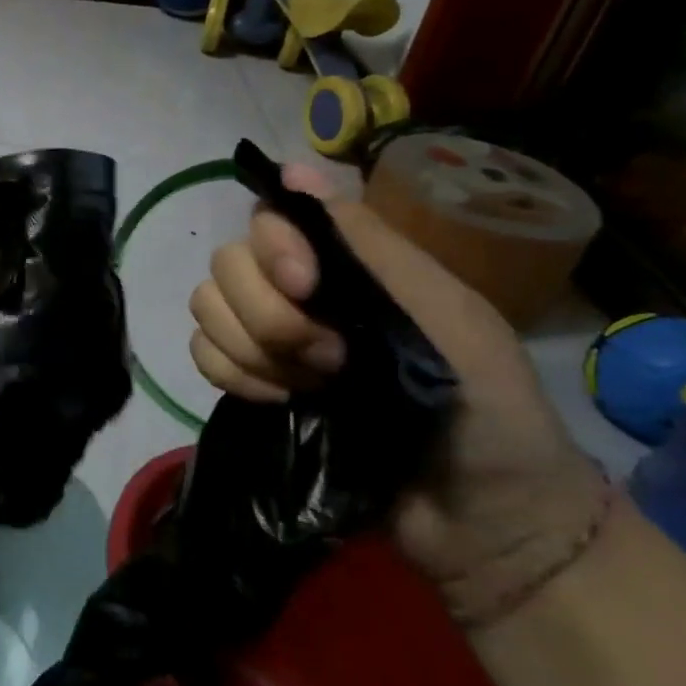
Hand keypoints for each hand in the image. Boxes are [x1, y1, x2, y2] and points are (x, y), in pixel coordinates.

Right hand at [188, 163, 601, 621]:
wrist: (481, 518)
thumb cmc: (484, 405)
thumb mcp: (445, 311)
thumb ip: (368, 242)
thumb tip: (291, 167)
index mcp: (343, 264)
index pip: (266, 219)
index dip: (273, 249)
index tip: (307, 289)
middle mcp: (294, 289)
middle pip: (226, 265)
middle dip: (268, 316)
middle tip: (329, 360)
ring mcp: (267, 337)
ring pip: (206, 308)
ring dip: (252, 350)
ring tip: (309, 387)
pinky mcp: (250, 382)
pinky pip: (202, 354)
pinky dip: (233, 376)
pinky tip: (278, 400)